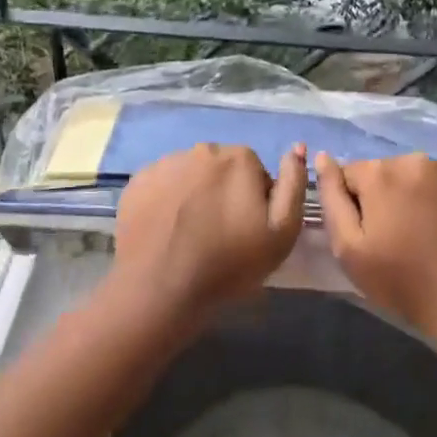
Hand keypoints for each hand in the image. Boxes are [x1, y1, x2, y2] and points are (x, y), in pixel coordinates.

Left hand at [112, 143, 307, 319]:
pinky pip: (162, 186)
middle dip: (225, 194)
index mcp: (239, 157)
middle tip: (220, 235)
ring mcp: (166, 163)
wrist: (160, 288)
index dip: (256, 203)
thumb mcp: (282, 232)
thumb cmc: (229, 263)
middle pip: (223, 170)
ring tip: (190, 235)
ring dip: (195, 196)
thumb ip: (295, 184)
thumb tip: (298, 148)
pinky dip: (167, 202)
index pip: (256, 173)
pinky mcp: (138, 181)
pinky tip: (166, 231)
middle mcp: (202, 149)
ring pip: (191, 176)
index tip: (248, 231)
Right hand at [314, 152, 436, 357]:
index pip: (351, 175)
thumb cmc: (404, 282)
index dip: (354, 205)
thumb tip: (322, 157)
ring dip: (420, 200)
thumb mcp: (349, 249)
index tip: (368, 235)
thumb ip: (331, 197)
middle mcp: (418, 160)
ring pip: (423, 180)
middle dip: (388, 199)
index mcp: (381, 172)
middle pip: (389, 174)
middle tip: (399, 240)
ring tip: (431, 239)